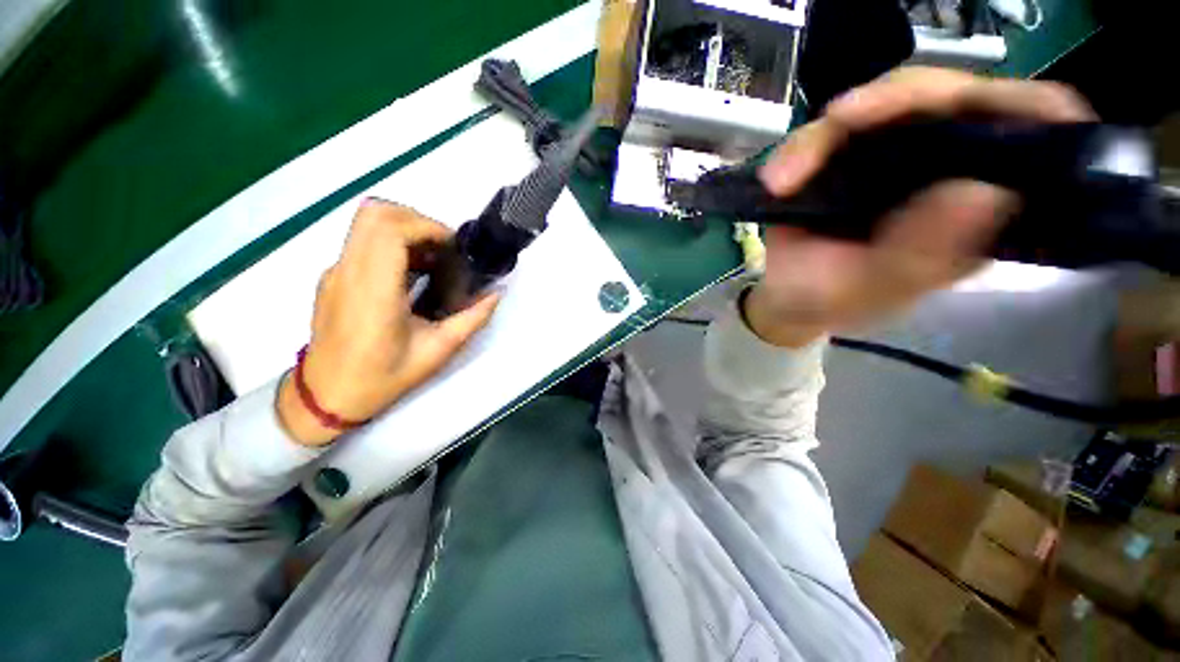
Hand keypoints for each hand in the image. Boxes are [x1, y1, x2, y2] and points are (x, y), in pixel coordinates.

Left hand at [277, 199, 499, 445]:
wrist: (325, 397)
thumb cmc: (382, 378)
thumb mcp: (437, 351)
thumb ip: (472, 319)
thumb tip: (496, 294)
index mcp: (373, 292)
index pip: (389, 229)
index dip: (426, 226)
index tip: (452, 247)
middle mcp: (348, 272)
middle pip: (375, 213)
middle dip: (417, 220)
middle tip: (444, 249)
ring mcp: (336, 272)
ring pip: (367, 224)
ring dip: (406, 231)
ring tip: (433, 261)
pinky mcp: (333, 277)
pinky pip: (363, 243)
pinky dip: (392, 245)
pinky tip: (412, 276)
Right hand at [744, 67, 1094, 347]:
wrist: (786, 298)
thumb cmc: (830, 301)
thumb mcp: (872, 290)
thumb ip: (920, 255)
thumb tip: (982, 193)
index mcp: (980, 208)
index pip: (1034, 134)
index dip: (1026, 109)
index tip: (984, 110)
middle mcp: (950, 169)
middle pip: (955, 97)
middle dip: (899, 101)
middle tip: (841, 123)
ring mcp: (897, 154)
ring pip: (888, 102)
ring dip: (831, 132)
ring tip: (786, 177)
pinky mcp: (850, 153)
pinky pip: (831, 129)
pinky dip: (800, 149)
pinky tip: (778, 180)